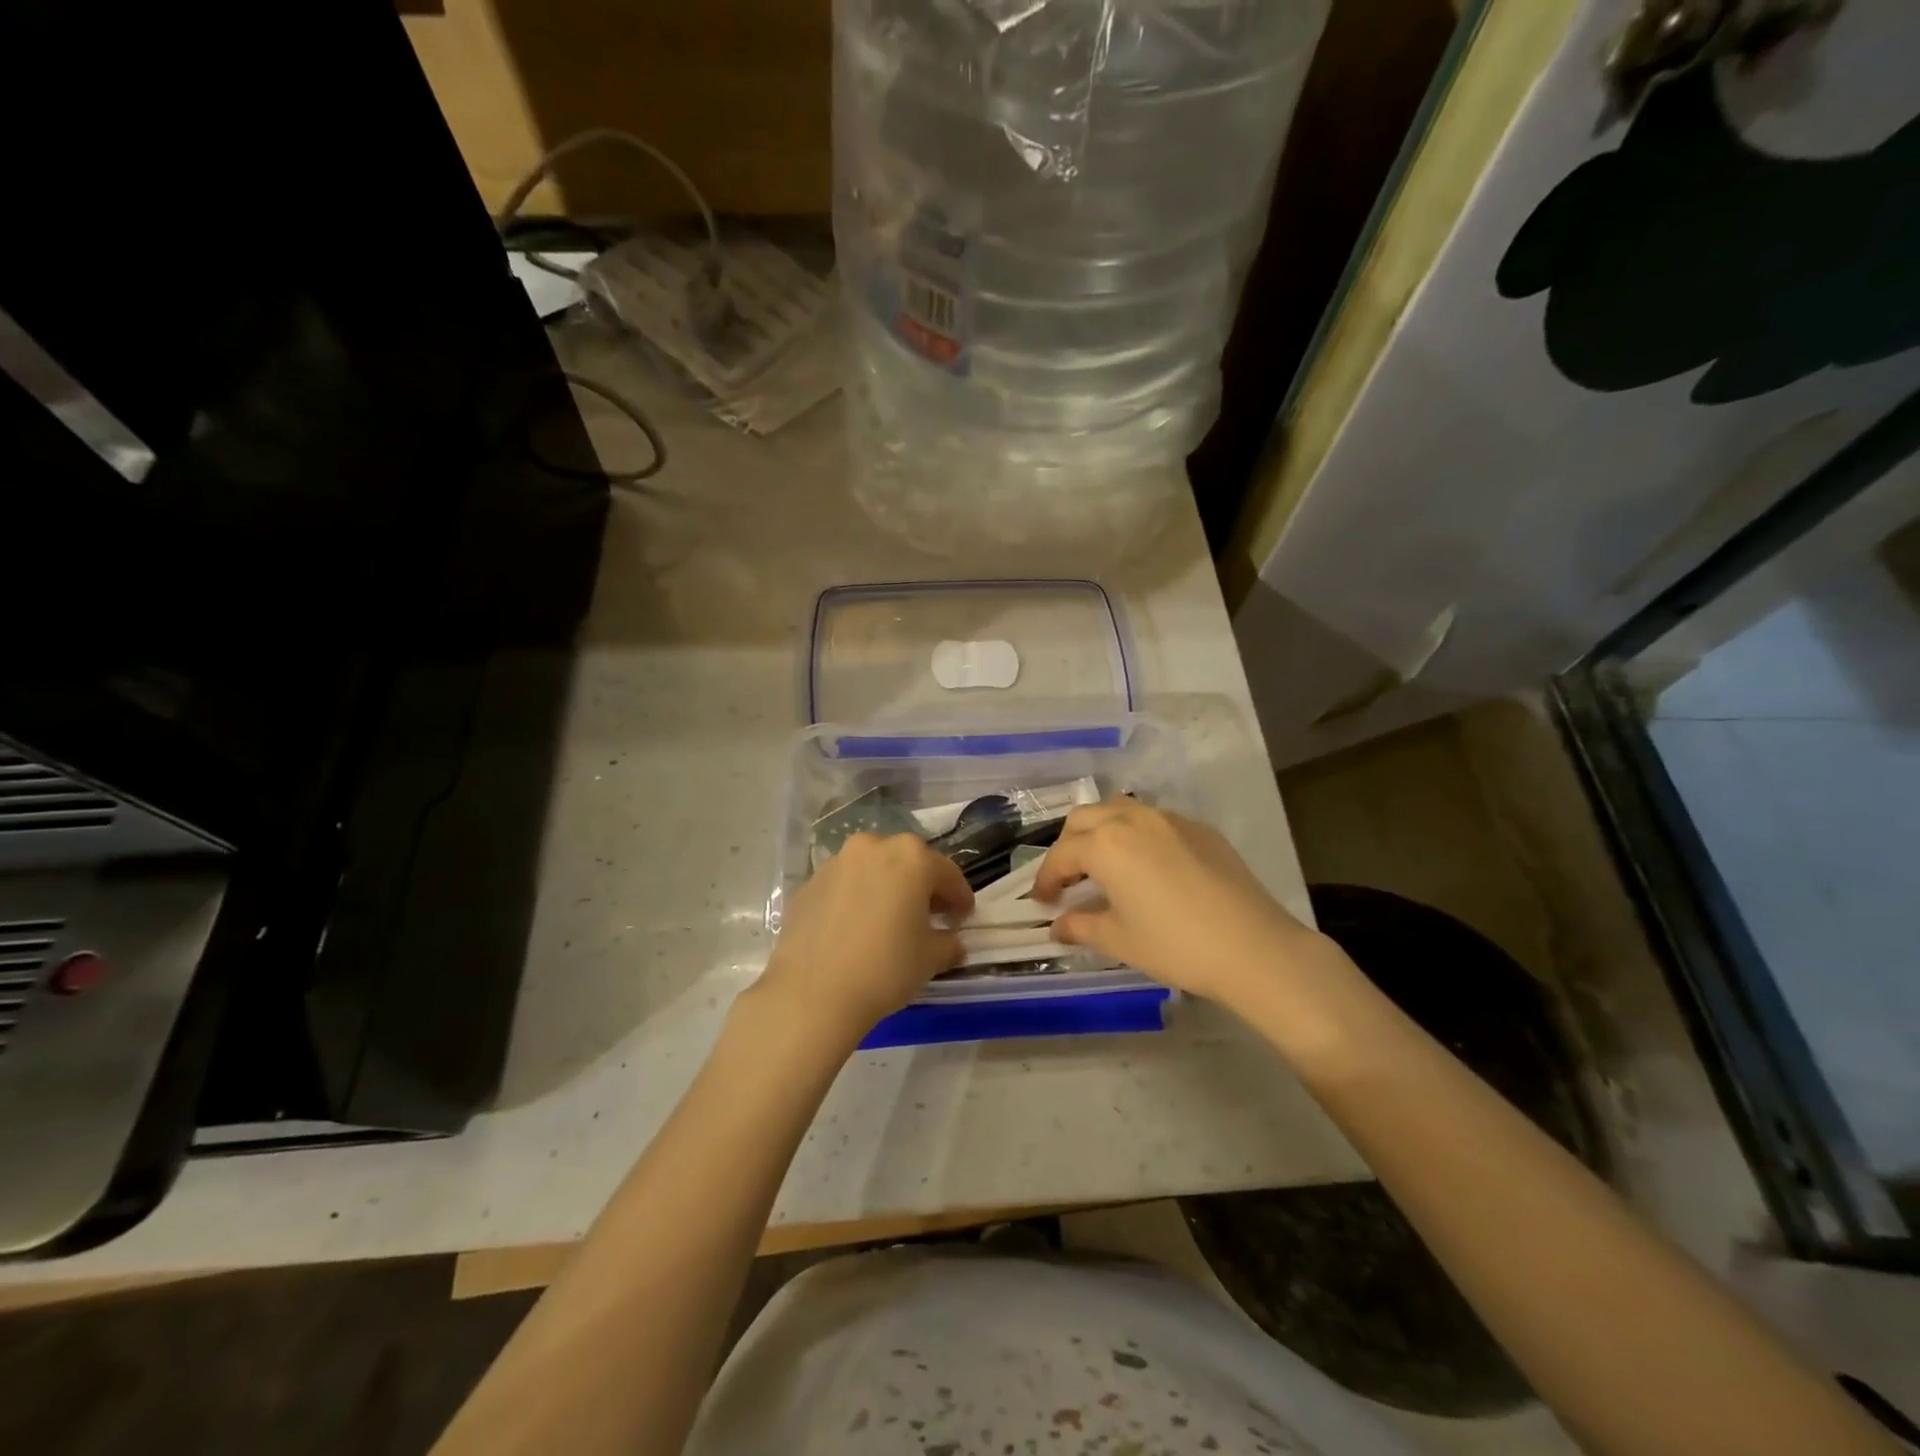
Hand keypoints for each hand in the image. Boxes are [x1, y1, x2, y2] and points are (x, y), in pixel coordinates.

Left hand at [755, 833, 972, 1042]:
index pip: (947, 874)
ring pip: (872, 870)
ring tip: (889, 922)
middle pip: (907, 863)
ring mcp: (836, 862)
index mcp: (911, 857)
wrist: (812, 993)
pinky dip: (855, 900)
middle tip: (929, 917)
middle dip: (921, 887)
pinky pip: (844, 886)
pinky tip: (855, 930)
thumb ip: (949, 943)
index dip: (959, 898)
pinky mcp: (809, 884)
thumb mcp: (930, 958)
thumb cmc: (885, 968)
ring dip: (886, 889)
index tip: (963, 918)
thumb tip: (952, 942)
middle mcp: (873, 847)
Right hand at [1035, 800, 1320, 1006]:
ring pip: (1119, 811)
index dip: (1046, 879)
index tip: (1042, 902)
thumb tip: (1057, 926)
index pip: (1061, 856)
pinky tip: (1146, 867)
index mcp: (1106, 844)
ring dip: (1101, 833)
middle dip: (1068, 847)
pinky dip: (1135, 836)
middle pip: (1085, 820)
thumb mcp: (1119, 940)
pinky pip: (1153, 821)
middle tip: (1068, 881)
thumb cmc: (1175, 945)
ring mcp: (1169, 819)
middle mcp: (1132, 819)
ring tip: (1102, 866)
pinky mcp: (1199, 828)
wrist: (1253, 947)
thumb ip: (1081, 926)